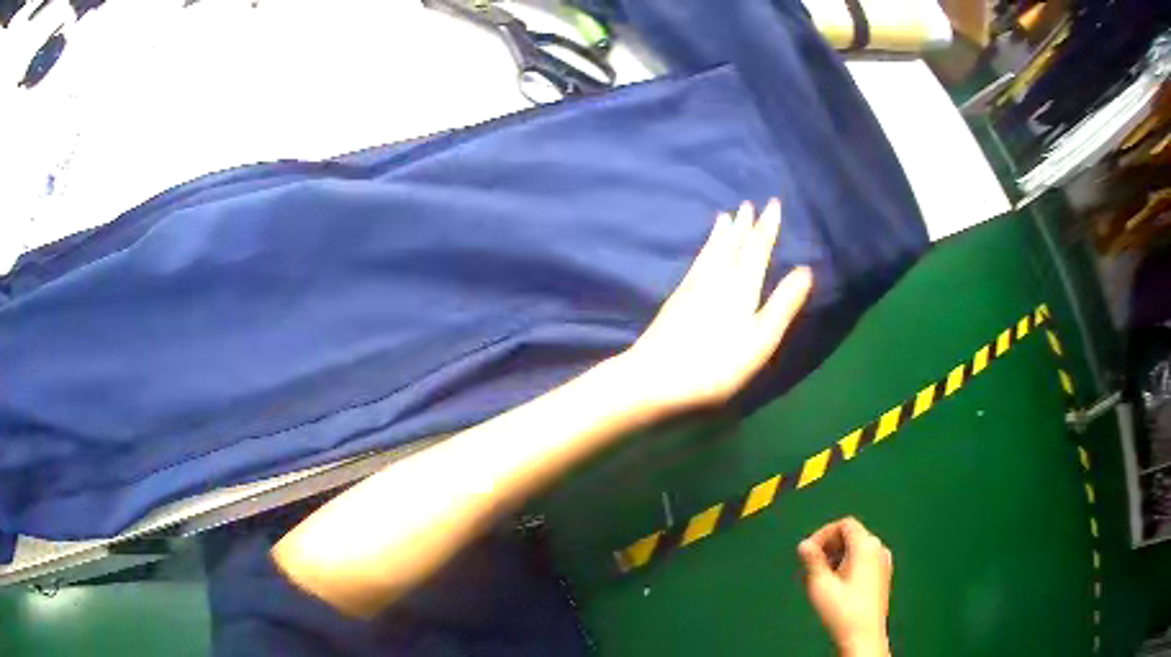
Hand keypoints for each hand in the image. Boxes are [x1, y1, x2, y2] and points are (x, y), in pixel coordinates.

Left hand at [618, 199, 812, 410]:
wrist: (657, 376)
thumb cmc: (718, 363)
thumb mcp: (761, 338)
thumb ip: (784, 303)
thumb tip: (806, 269)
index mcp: (741, 285)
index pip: (757, 248)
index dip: (767, 226)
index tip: (773, 204)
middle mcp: (717, 277)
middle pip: (732, 245)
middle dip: (743, 224)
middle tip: (748, 204)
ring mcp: (693, 286)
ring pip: (712, 251)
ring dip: (721, 233)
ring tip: (724, 216)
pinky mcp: (677, 299)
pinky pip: (696, 262)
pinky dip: (704, 250)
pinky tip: (702, 253)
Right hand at [798, 518, 892, 656]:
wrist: (863, 636)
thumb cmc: (841, 610)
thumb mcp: (820, 584)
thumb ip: (811, 560)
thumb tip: (804, 545)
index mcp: (866, 546)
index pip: (844, 525)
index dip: (823, 534)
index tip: (807, 552)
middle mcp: (879, 549)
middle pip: (851, 535)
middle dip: (829, 547)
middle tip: (810, 566)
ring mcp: (884, 562)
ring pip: (857, 549)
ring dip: (837, 557)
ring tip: (820, 578)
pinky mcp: (883, 576)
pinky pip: (864, 560)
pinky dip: (848, 565)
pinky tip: (836, 585)